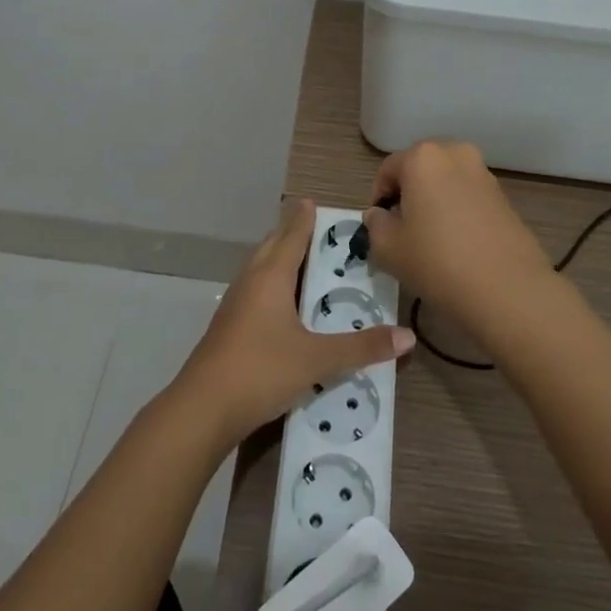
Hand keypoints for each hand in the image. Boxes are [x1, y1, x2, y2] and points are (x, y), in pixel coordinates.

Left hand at [172, 199, 412, 448]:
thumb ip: (362, 347)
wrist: (203, 408)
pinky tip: (286, 305)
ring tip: (306, 264)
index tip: (314, 202)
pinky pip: (255, 291)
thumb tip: (408, 337)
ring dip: (281, 260)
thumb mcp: (317, 359)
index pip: (291, 236)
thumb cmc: (261, 370)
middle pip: (272, 247)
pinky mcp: (229, 326)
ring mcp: (235, 304)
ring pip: (260, 269)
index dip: (304, 219)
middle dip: (292, 235)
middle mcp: (251, 281)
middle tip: (319, 233)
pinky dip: (273, 285)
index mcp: (271, 277)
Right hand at [363, 140, 556, 342]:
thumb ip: (375, 225)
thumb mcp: (388, 249)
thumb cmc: (437, 262)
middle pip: (420, 171)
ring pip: (446, 183)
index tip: (378, 227)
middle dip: (408, 196)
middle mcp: (456, 155)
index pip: (388, 170)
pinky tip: (456, 245)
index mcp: (423, 158)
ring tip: (430, 240)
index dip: (378, 199)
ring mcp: (484, 174)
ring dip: (434, 203)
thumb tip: (379, 215)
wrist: (508, 290)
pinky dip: (457, 213)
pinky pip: (468, 197)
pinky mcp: (504, 197)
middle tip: (402, 231)